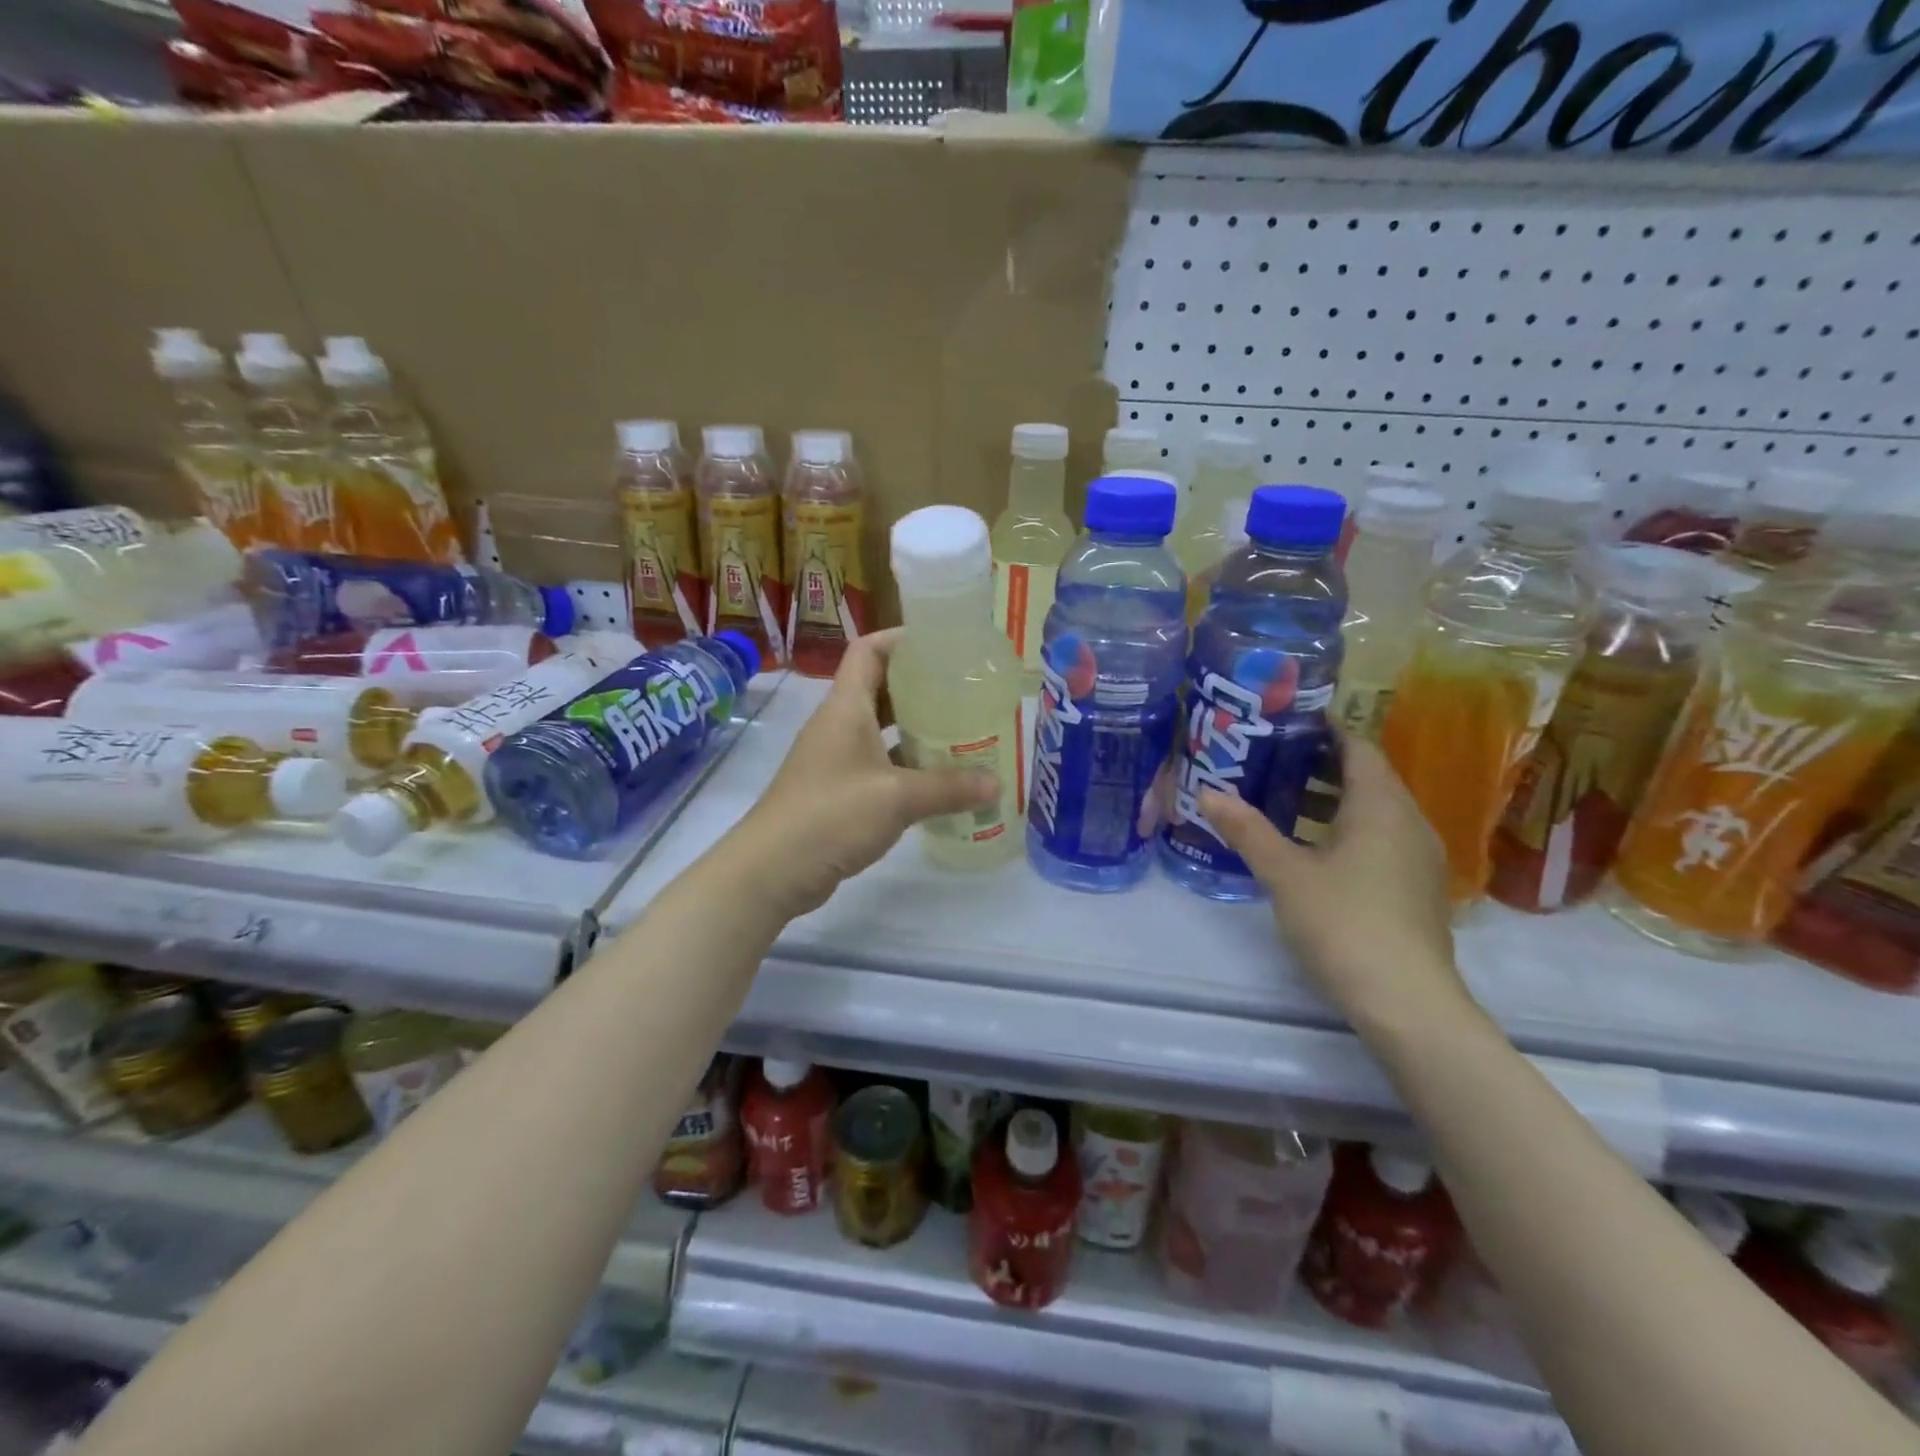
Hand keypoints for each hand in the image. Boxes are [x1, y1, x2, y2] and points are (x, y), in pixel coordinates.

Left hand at [738, 629, 999, 916]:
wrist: (773, 869)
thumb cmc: (832, 815)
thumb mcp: (898, 798)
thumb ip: (949, 788)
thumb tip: (996, 784)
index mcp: (846, 707)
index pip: (868, 651)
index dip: (900, 639)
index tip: (941, 644)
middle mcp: (839, 725)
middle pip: (879, 687)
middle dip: (920, 686)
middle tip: (964, 691)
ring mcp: (835, 758)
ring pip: (880, 729)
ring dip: (914, 727)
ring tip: (960, 731)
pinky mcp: (837, 790)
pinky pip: (877, 763)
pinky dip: (905, 764)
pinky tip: (936, 779)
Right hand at [1199, 735, 1468, 1030]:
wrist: (1406, 1001)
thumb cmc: (1344, 923)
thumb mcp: (1285, 874)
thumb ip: (1247, 830)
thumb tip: (1207, 792)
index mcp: (1381, 807)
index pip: (1359, 748)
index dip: (1327, 729)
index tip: (1287, 721)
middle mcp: (1408, 822)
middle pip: (1369, 776)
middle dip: (1322, 764)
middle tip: (1272, 758)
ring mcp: (1418, 858)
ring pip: (1375, 810)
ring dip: (1333, 800)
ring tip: (1282, 798)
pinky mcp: (1415, 888)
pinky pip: (1381, 838)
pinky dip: (1347, 829)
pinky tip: (1312, 848)